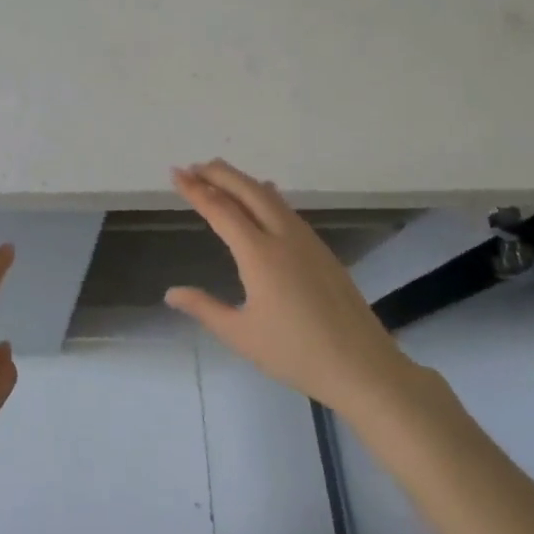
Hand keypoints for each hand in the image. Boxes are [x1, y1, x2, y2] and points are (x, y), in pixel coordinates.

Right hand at [167, 160, 418, 415]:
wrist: (362, 367)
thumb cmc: (295, 354)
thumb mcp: (240, 334)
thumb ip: (204, 308)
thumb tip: (171, 293)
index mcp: (259, 254)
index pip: (221, 210)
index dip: (196, 190)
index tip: (176, 174)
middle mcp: (283, 237)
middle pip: (248, 191)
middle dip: (220, 174)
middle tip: (194, 166)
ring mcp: (307, 242)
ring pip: (271, 198)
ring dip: (243, 182)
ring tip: (221, 176)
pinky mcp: (322, 251)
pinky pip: (287, 210)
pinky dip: (266, 196)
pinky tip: (264, 198)